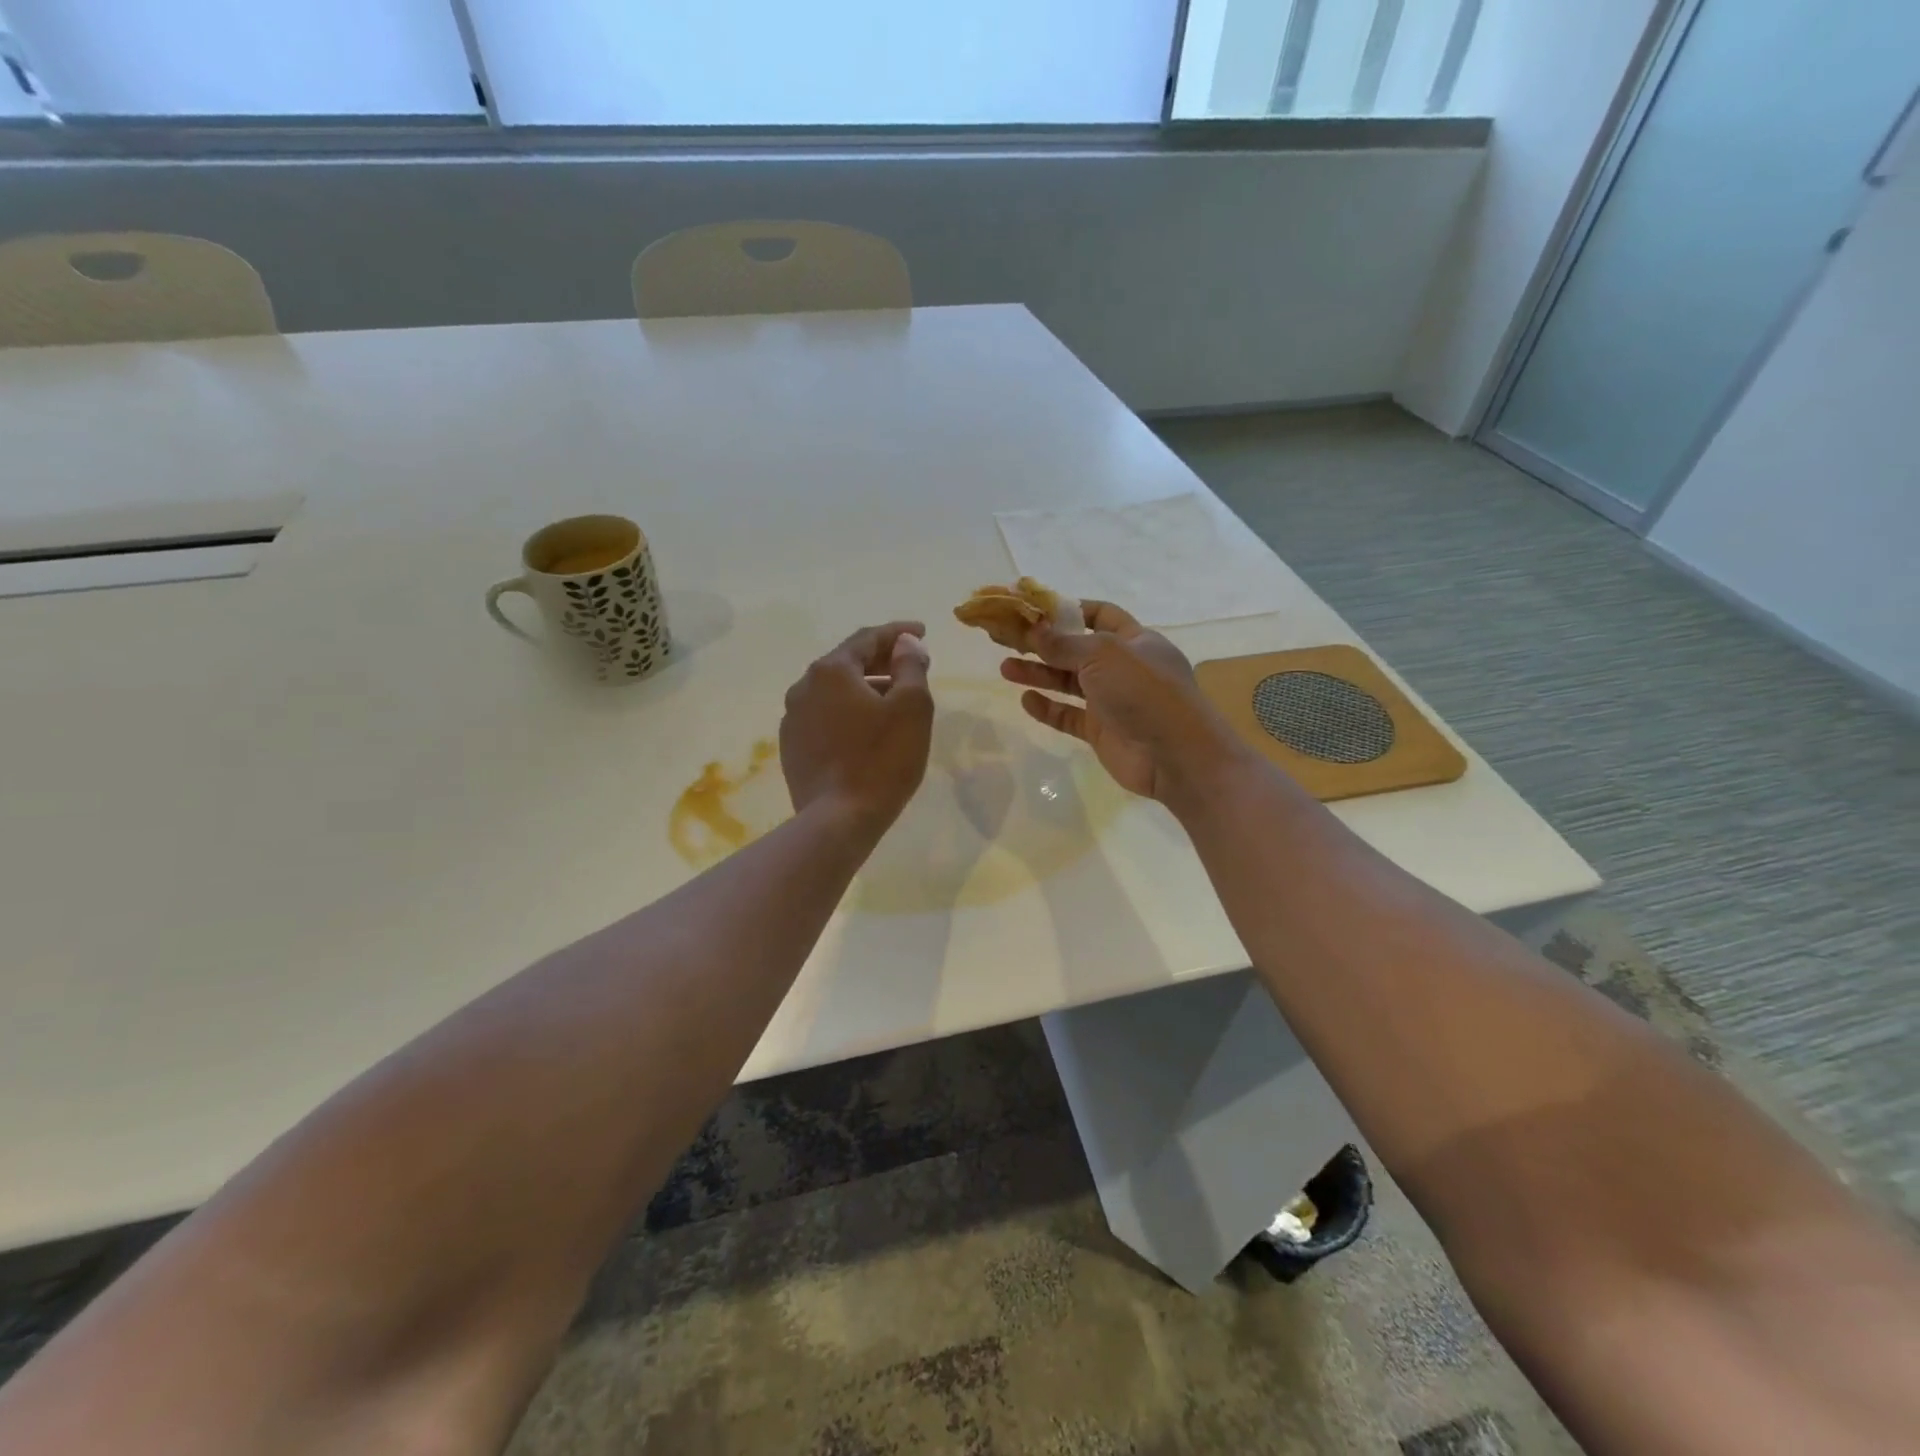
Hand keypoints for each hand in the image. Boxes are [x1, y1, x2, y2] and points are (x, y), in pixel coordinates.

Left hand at [780, 621, 934, 833]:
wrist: (838, 820)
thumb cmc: (882, 760)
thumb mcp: (911, 708)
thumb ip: (910, 666)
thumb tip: (905, 642)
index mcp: (831, 670)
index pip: (868, 638)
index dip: (898, 633)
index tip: (922, 632)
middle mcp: (803, 686)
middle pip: (847, 662)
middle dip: (881, 659)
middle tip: (910, 664)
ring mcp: (792, 718)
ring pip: (834, 691)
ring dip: (864, 687)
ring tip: (892, 698)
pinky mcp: (791, 746)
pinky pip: (824, 716)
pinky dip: (847, 712)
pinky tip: (865, 728)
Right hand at [1000, 601, 1234, 801]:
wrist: (1174, 755)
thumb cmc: (1144, 692)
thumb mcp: (1104, 655)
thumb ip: (1065, 643)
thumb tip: (1034, 629)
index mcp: (1134, 640)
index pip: (1100, 615)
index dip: (1069, 610)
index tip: (1034, 610)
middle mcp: (1123, 667)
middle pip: (1076, 649)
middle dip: (1043, 644)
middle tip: (1006, 639)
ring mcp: (1111, 701)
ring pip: (1068, 682)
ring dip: (1038, 674)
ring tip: (1004, 668)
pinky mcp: (1101, 731)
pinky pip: (1068, 716)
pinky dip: (1048, 708)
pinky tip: (1026, 700)